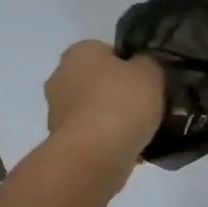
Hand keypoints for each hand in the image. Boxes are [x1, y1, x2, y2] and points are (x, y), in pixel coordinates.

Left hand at [44, 41, 165, 178]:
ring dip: (112, 118)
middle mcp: (61, 77)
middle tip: (146, 105)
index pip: (107, 51)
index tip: (147, 81)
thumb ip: (148, 63)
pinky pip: (91, 135)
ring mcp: (57, 112)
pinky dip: (106, 140)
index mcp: (79, 52)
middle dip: (118, 92)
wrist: (94, 155)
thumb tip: (142, 67)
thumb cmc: (121, 103)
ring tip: (141, 131)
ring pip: (93, 109)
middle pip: (98, 81)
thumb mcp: (150, 72)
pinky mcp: (61, 142)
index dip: (130, 65)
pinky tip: (128, 148)